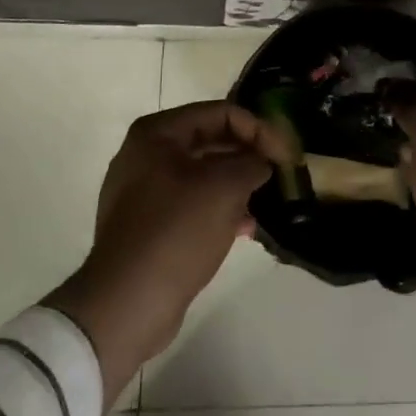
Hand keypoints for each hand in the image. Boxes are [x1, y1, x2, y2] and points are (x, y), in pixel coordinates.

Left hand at [43, 102, 271, 401]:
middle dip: (248, 155)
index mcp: (157, 133)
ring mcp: (143, 191)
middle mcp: (146, 154)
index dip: (259, 129)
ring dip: (237, 183)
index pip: (220, 112)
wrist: (128, 302)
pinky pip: (192, 203)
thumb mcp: (224, 188)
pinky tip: (246, 227)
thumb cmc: (176, 230)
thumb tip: (262, 162)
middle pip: (210, 140)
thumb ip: (252, 163)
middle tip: (281, 173)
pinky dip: (220, 208)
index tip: (286, 154)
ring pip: (203, 174)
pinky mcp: (148, 225)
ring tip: (266, 201)